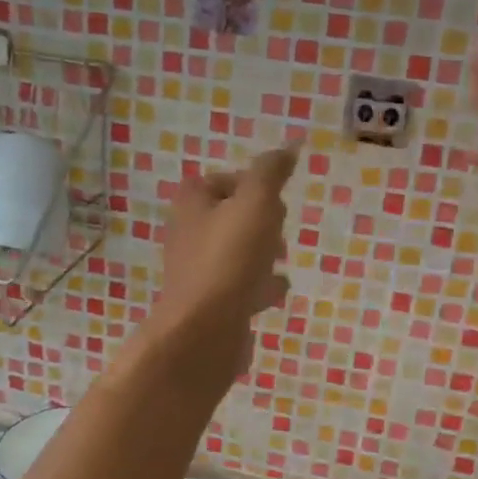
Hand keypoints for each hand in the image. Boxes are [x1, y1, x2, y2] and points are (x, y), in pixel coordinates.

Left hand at [155, 146, 297, 381]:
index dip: (250, 184)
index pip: (220, 181)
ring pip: (234, 254)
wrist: (204, 331)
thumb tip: (288, 147)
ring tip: (281, 260)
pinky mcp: (210, 305)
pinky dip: (258, 286)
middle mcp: (189, 235)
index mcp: (192, 204)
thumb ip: (270, 173)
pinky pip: (238, 288)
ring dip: (259, 254)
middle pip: (228, 218)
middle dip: (257, 220)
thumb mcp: (256, 203)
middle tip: (279, 229)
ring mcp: (198, 273)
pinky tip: (276, 293)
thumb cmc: (229, 259)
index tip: (274, 197)